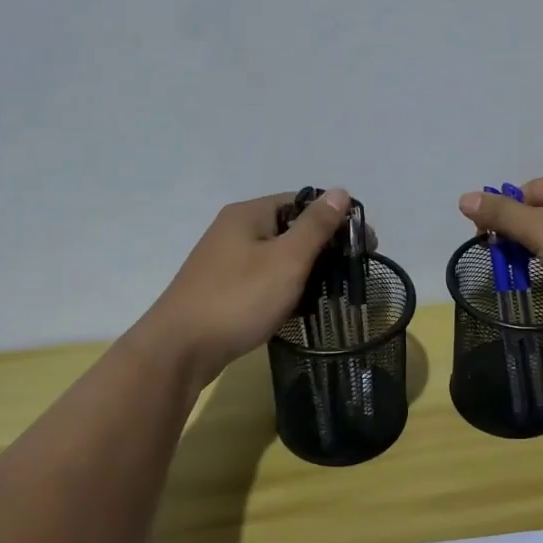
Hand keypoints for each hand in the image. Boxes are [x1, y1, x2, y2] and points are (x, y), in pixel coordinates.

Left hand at [143, 189, 353, 387]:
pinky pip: (264, 280)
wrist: (179, 351)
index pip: (302, 201)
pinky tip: (299, 309)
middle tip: (350, 273)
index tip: (363, 245)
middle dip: (323, 248)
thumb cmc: (239, 298)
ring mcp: (225, 261)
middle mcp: (234, 230)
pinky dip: (284, 289)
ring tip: (330, 293)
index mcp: (249, 214)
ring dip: (305, 271)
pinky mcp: (223, 289)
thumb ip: (316, 226)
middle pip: (290, 229)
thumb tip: (340, 191)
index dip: (335, 218)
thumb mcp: (287, 259)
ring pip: (278, 257)